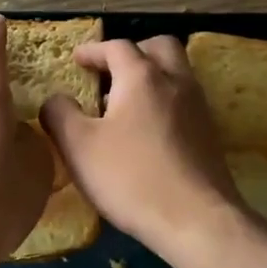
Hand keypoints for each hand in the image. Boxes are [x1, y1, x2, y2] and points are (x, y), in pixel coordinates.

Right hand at [40, 36, 243, 258]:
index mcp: (141, 77)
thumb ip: (59, 114)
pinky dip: (165, 100)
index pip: (117, 47)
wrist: (197, 220)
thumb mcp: (78, 147)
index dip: (93, 50)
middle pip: (159, 47)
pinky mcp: (210, 134)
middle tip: (110, 71)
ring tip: (124, 103)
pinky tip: (148, 131)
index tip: (76, 60)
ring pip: (176, 73)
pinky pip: (185, 101)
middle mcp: (175, 82)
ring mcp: (199, 107)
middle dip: (134, 52)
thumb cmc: (131, 178)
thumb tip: (55, 99)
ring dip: (152, 76)